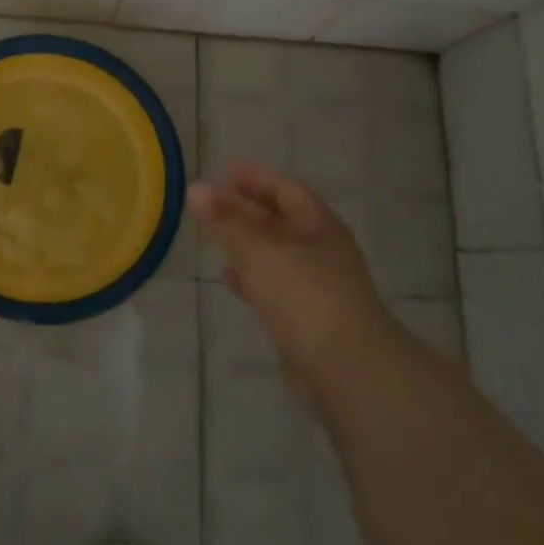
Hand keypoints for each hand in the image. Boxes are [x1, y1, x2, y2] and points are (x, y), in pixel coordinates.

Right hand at [189, 162, 393, 387]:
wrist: (349, 371)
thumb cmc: (306, 296)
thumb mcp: (260, 251)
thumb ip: (226, 221)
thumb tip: (195, 189)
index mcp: (318, 224)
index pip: (284, 187)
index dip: (252, 177)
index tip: (218, 173)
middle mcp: (318, 248)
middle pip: (278, 217)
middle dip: (243, 207)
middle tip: (206, 203)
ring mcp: (313, 284)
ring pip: (272, 251)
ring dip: (243, 240)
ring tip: (210, 234)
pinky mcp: (303, 316)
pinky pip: (271, 284)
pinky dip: (249, 275)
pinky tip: (228, 277)